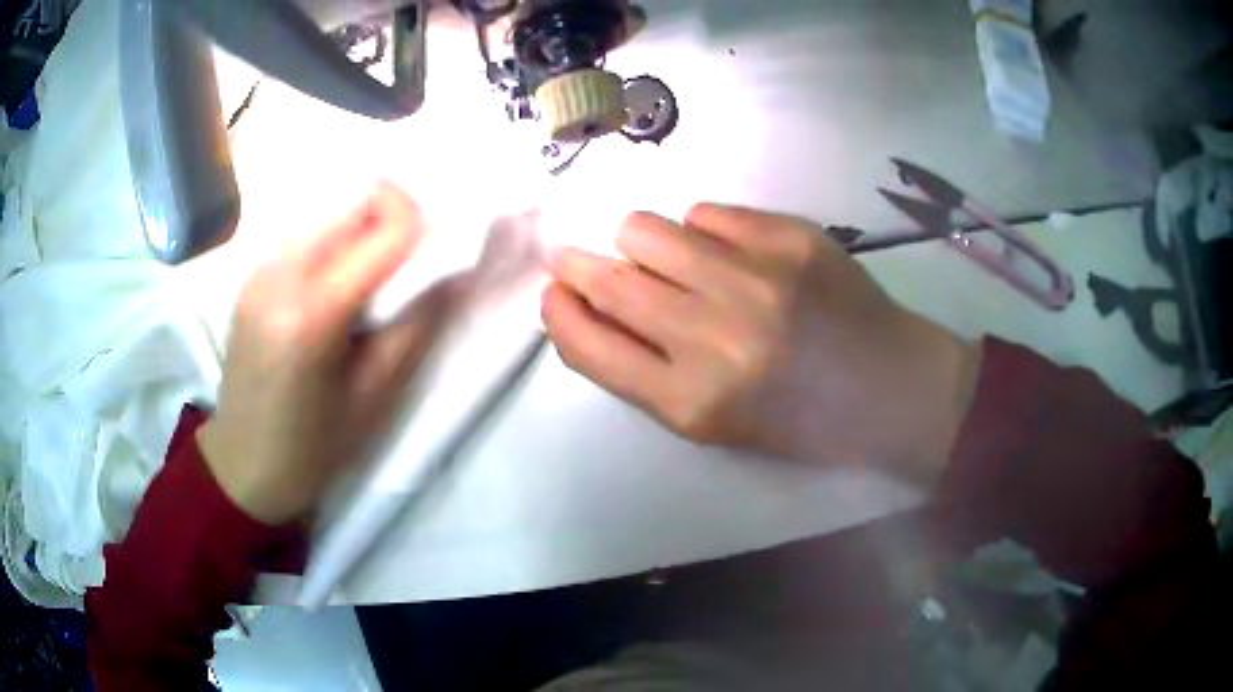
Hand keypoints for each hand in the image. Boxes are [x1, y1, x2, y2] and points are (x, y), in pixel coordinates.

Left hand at [198, 184, 458, 524]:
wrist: (242, 466)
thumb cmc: (312, 449)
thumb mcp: (374, 398)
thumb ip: (416, 326)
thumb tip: (454, 273)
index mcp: (312, 313)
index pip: (384, 228)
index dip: (424, 226)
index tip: (440, 252)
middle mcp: (280, 274)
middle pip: (353, 203)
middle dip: (392, 221)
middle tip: (406, 270)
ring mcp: (259, 270)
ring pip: (330, 214)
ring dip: (362, 233)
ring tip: (369, 286)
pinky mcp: (251, 276)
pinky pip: (306, 237)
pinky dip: (334, 247)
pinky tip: (334, 291)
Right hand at [542, 204, 979, 484]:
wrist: (888, 388)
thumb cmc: (798, 419)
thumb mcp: (713, 423)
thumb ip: (645, 370)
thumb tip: (591, 304)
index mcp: (692, 401)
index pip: (590, 345)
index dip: (560, 314)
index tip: (554, 293)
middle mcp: (715, 336)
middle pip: (609, 279)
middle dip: (575, 263)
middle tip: (571, 256)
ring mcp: (755, 277)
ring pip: (647, 229)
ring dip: (640, 243)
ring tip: (666, 257)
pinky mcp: (790, 237)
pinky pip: (708, 212)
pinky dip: (704, 230)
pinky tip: (729, 252)